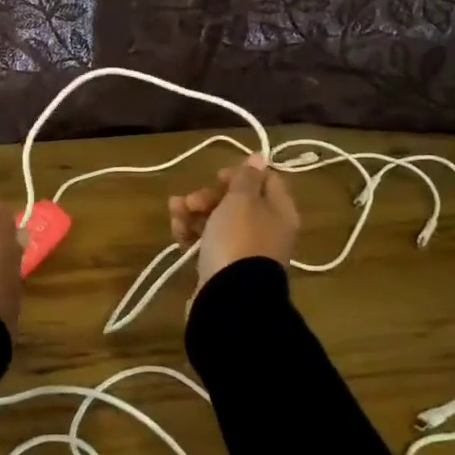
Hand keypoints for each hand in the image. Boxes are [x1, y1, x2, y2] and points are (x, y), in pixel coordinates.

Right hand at [168, 154, 299, 284]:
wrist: (230, 297)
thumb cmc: (238, 240)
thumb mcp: (242, 200)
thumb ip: (247, 178)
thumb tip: (260, 157)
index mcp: (278, 212)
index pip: (266, 181)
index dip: (241, 173)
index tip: (218, 176)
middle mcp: (266, 230)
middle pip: (237, 202)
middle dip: (209, 196)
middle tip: (191, 200)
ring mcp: (244, 250)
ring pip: (217, 221)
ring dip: (193, 212)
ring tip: (175, 213)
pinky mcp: (223, 267)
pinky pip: (207, 242)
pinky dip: (191, 233)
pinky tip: (177, 231)